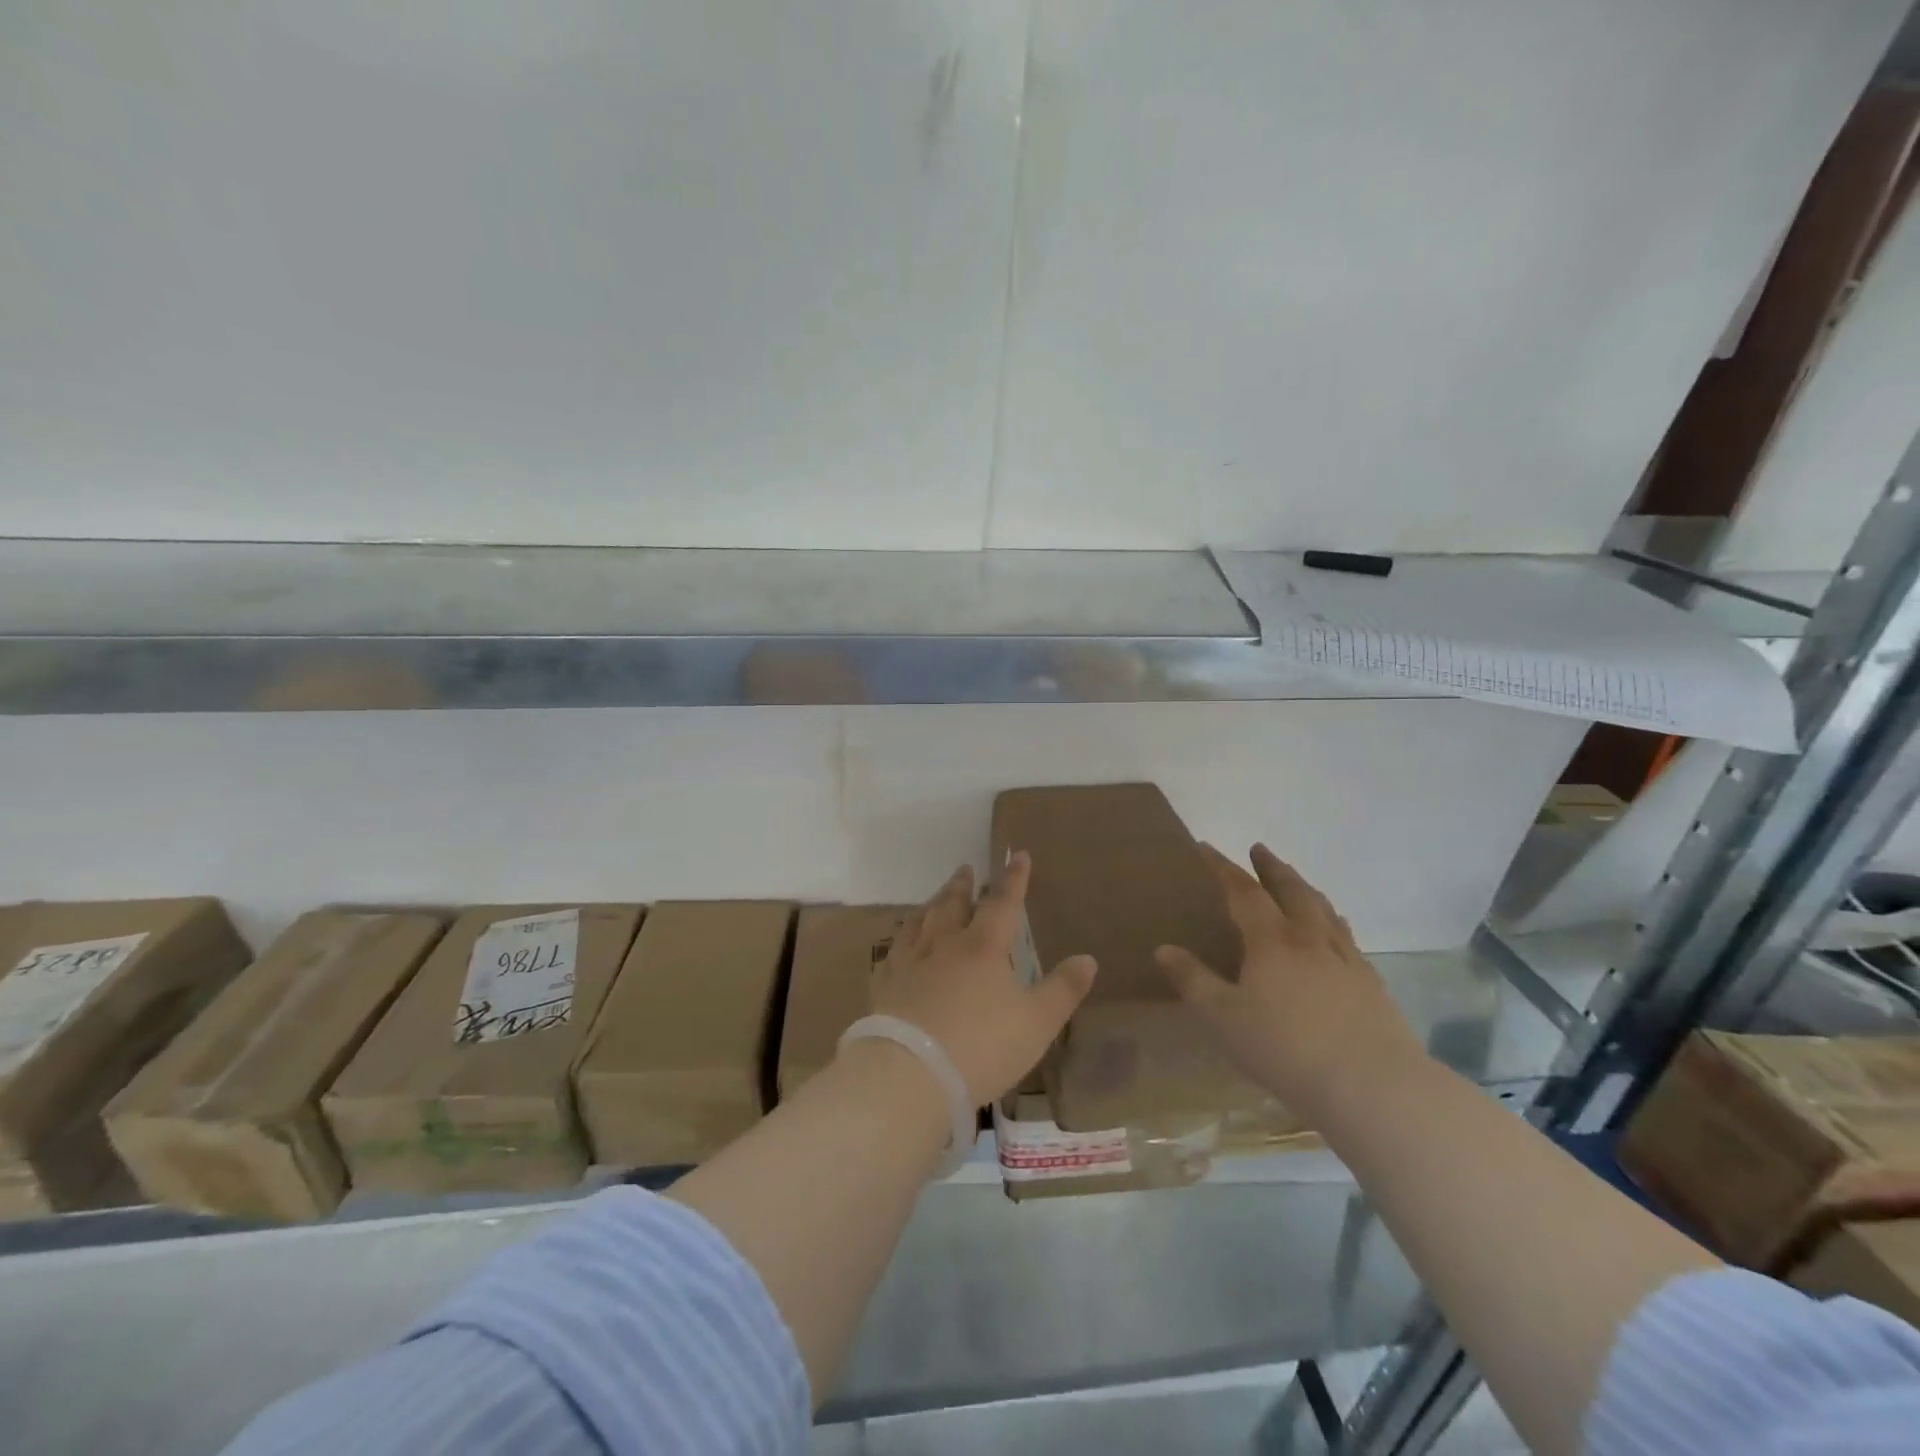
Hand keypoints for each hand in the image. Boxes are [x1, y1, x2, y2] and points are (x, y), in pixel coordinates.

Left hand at [868, 853, 1097, 1106]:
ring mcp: (910, 962)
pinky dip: (902, 938)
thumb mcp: (1037, 1023)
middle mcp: (945, 944)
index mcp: (984, 947)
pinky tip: (901, 942)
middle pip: (954, 904)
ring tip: (936, 897)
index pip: (1003, 903)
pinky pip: (894, 950)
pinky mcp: (886, 984)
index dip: (1014, 879)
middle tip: (966, 868)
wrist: (911, 1073)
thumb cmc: (982, 1046)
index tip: (1019, 855)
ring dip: (933, 903)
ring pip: (922, 921)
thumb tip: (1088, 958)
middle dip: (964, 885)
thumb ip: (1063, 989)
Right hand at [1153, 844, 1424, 1114]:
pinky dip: (1334, 921)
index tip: (1206, 848)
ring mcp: (1346, 960)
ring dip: (1305, 889)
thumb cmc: (1286, 1049)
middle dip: (1272, 868)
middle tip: (1260, 849)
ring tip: (1297, 881)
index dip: (1223, 868)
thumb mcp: (1224, 1018)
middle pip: (1291, 891)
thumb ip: (1194, 981)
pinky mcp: (1371, 984)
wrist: (1372, 1085)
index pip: (1243, 892)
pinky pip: (1348, 938)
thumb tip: (1163, 948)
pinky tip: (1336, 929)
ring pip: (1324, 910)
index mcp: (1271, 942)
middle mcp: (1310, 939)